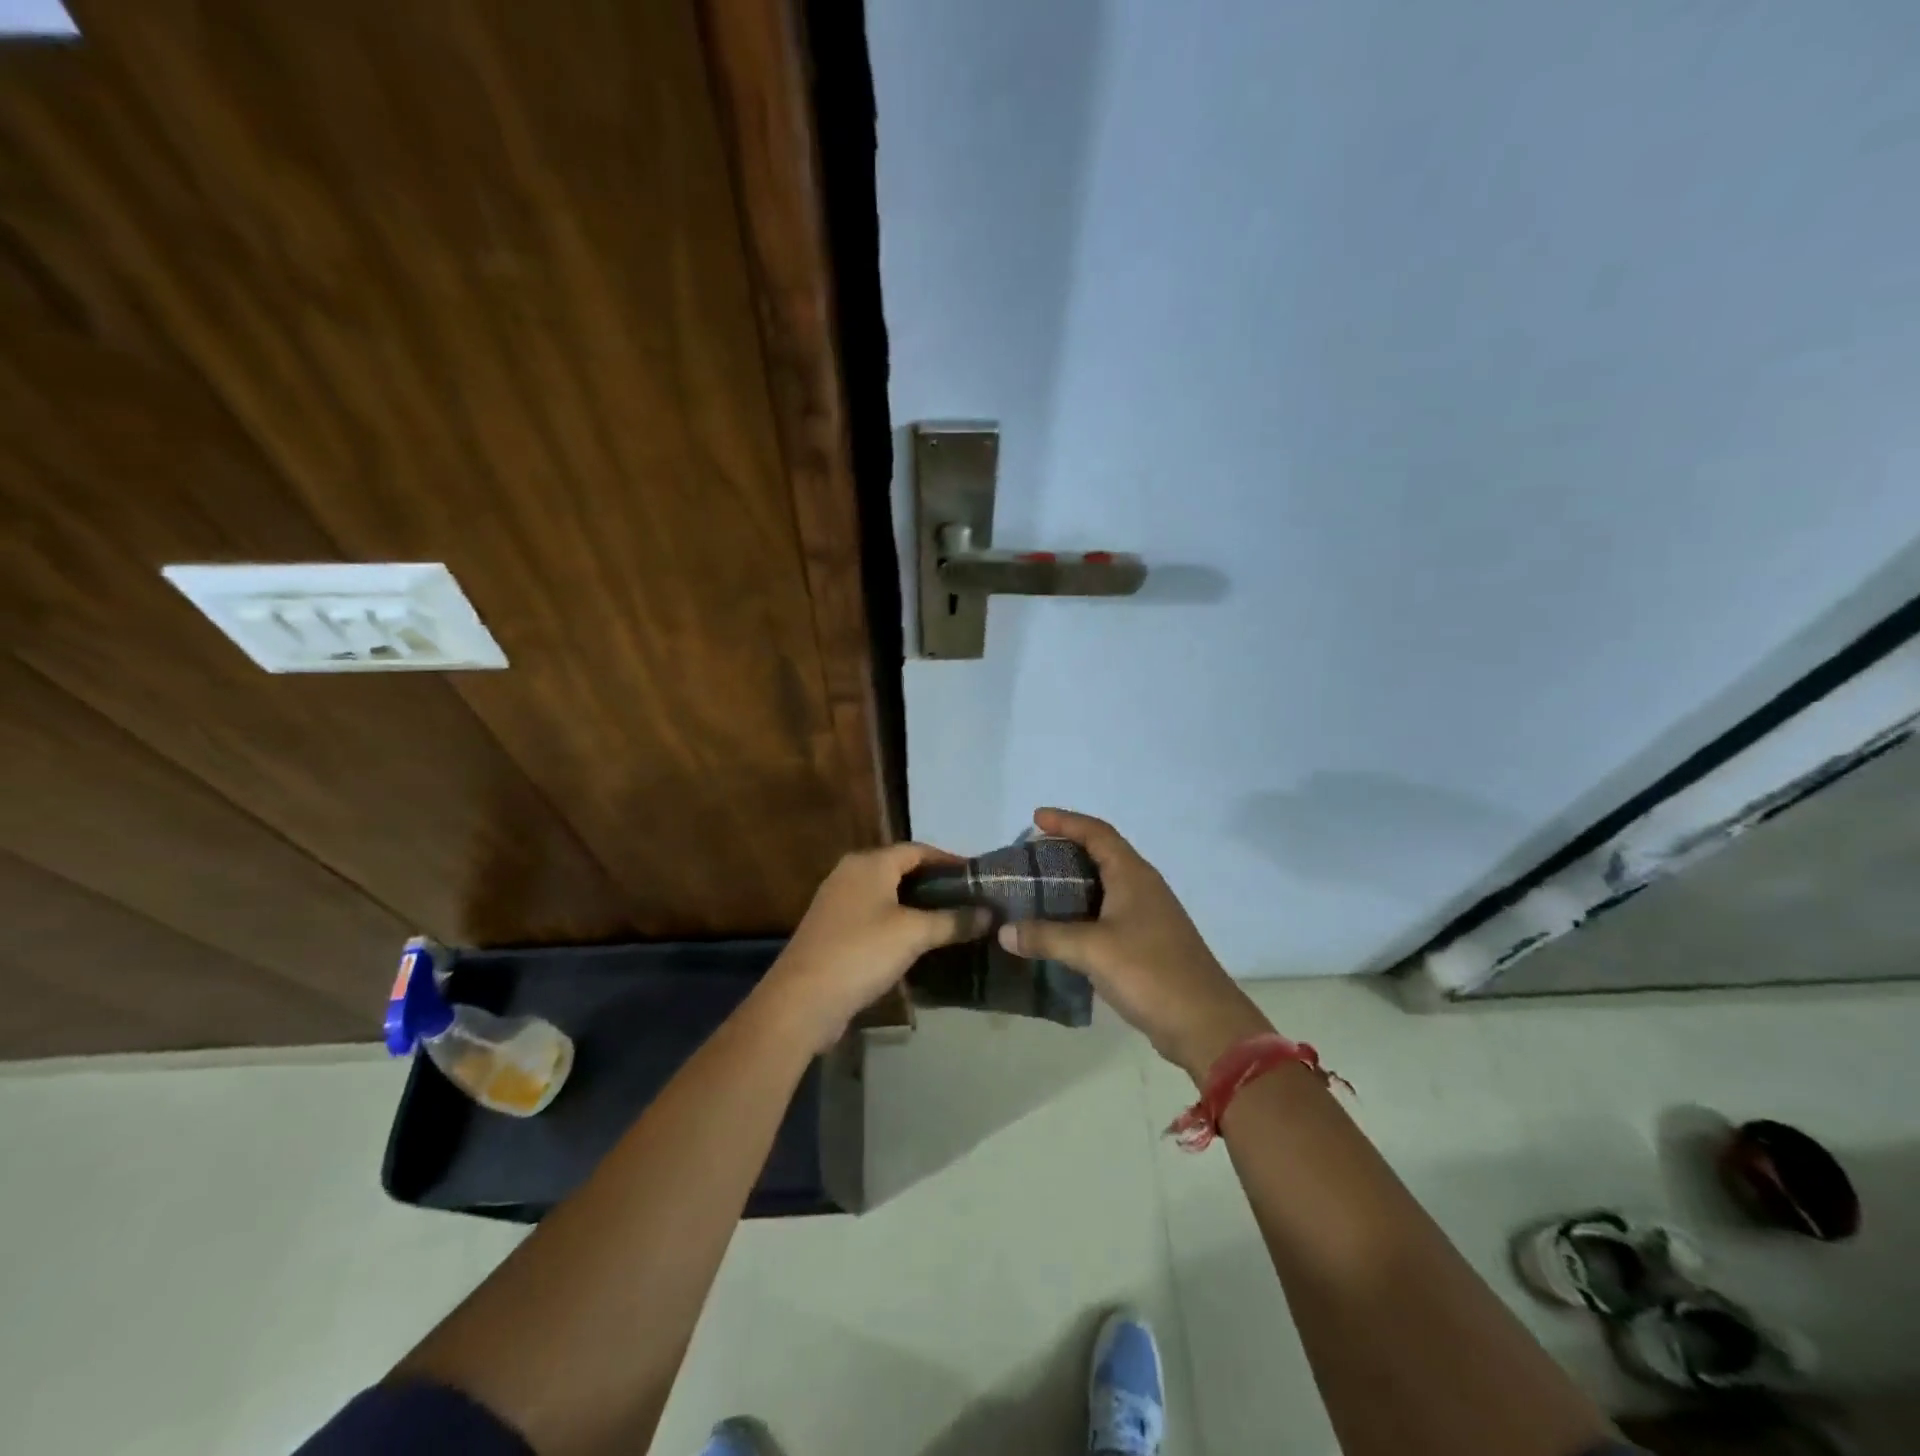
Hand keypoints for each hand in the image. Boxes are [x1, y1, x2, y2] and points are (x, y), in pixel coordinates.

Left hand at [760, 842, 991, 1051]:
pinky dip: (898, 923)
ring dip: (917, 906)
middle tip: (969, 901)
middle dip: (935, 884)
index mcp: (869, 863)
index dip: (949, 861)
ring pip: (887, 895)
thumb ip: (953, 921)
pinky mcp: (833, 931)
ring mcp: (838, 902)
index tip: (978, 877)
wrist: (802, 1000)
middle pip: (901, 870)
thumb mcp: (914, 934)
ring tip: (950, 921)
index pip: (918, 850)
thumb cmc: (862, 952)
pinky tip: (917, 943)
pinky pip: (874, 917)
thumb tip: (989, 914)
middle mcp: (850, 874)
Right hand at [997, 808, 1270, 1077]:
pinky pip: (1109, 912)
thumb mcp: (1091, 950)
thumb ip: (1046, 937)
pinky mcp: (1148, 942)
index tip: (1036, 818)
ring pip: (1106, 885)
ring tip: (1040, 889)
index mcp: (1133, 875)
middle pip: (1102, 854)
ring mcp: (1149, 915)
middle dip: (1067, 850)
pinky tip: (1063, 929)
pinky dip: (1083, 911)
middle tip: (1032, 857)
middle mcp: (1143, 887)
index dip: (1067, 821)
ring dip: (1075, 882)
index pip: (1097, 833)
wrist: (1204, 1023)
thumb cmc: (1149, 972)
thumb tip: (1004, 931)